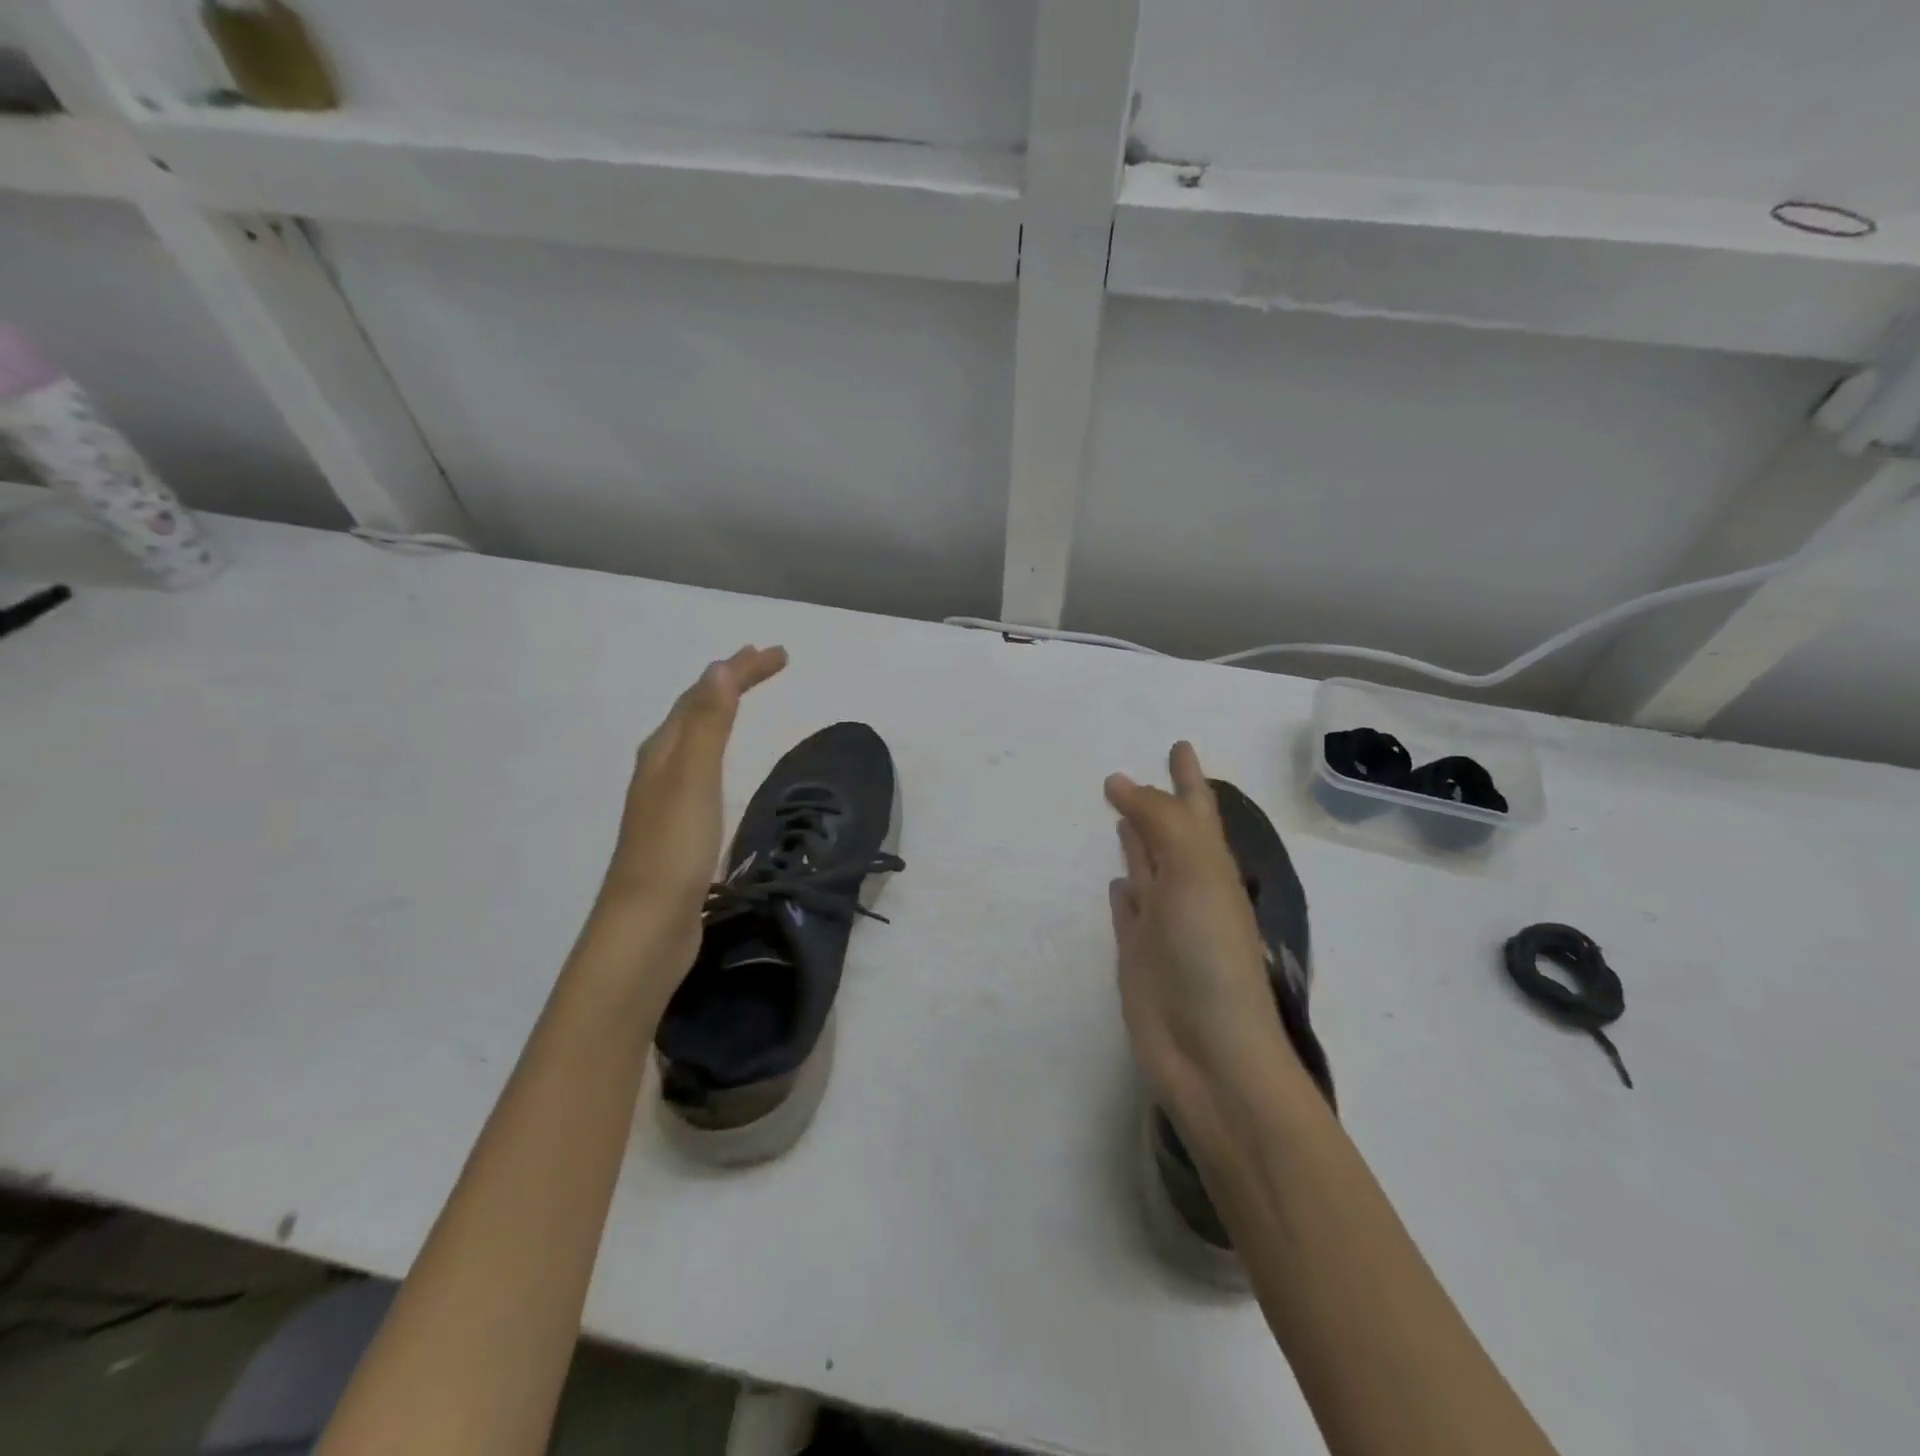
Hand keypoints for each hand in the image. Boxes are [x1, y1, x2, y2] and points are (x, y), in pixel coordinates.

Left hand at [593, 645, 787, 976]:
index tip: (779, 654)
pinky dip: (717, 751)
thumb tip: (718, 667)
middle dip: (730, 683)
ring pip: (694, 742)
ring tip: (743, 700)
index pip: (703, 695)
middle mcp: (659, 769)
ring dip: (720, 713)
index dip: (740, 670)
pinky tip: (720, 768)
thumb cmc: (674, 849)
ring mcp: (665, 801)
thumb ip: (707, 724)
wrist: (647, 927)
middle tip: (766, 664)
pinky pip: (700, 772)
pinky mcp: (677, 829)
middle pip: (695, 713)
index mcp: (662, 752)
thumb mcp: (693, 778)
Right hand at [1105, 742, 1296, 1121]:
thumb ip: (1161, 823)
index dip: (1189, 778)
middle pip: (1171, 835)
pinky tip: (1116, 884)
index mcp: (1211, 868)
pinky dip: (1124, 893)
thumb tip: (1122, 783)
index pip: (1197, 809)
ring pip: (1148, 870)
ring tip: (1120, 817)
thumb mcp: (1194, 872)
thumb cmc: (1210, 955)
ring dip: (1137, 843)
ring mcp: (1163, 926)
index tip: (1180, 746)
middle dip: (1160, 804)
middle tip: (1134, 776)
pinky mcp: (1138, 956)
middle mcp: (1189, 891)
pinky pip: (1130, 912)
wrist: (1209, 1052)